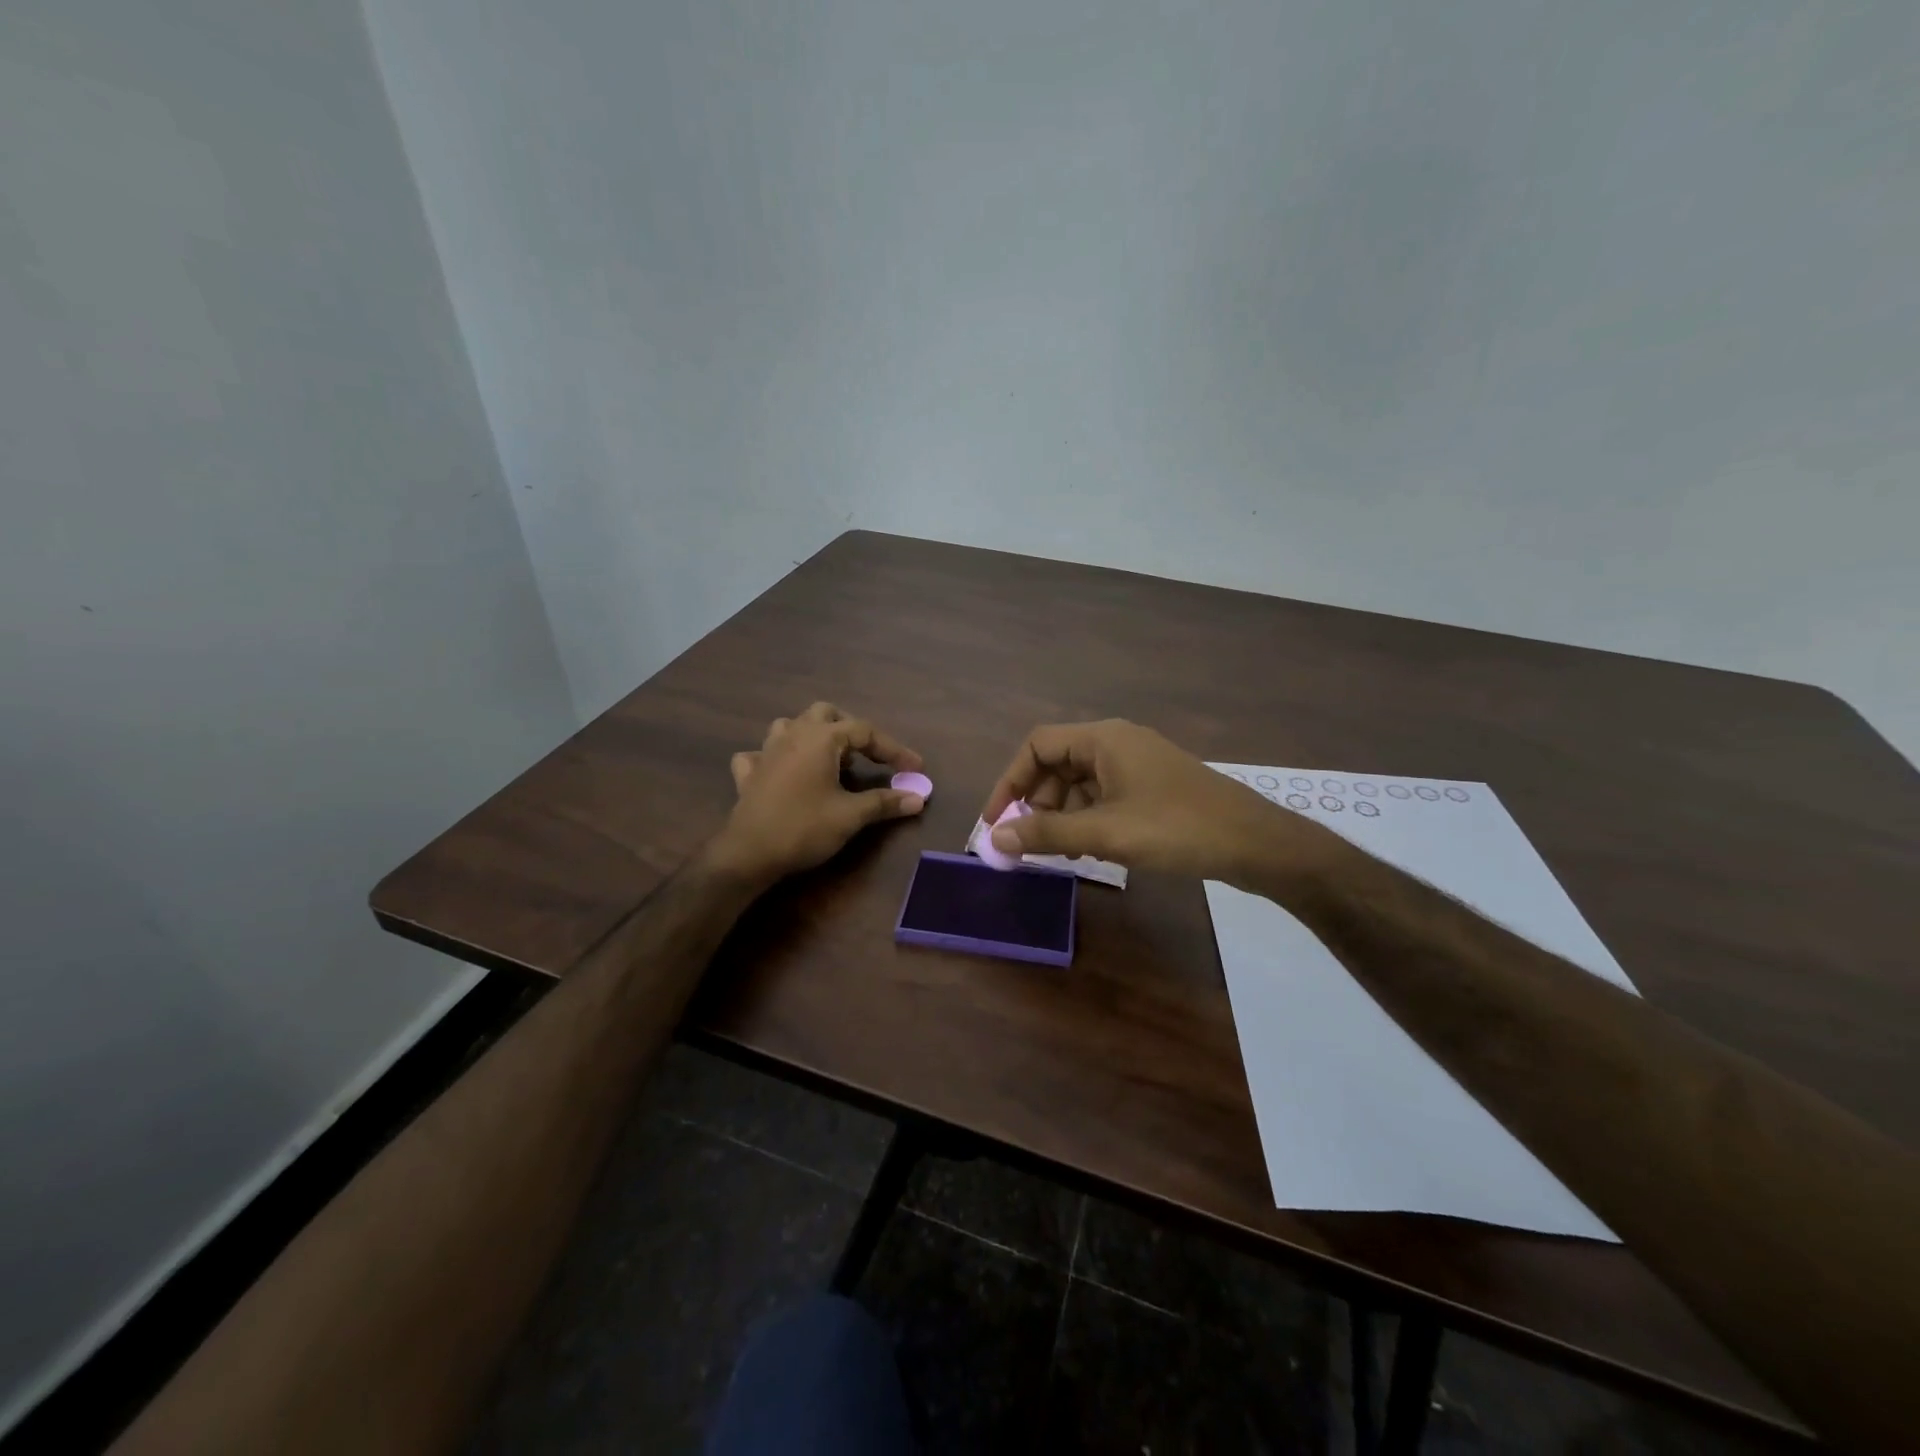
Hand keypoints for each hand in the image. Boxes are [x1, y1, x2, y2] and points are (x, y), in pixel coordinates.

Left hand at [706, 703, 926, 886]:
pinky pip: (762, 754)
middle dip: (851, 730)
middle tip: (868, 754)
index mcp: (821, 738)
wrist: (748, 854)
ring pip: (791, 725)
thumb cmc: (804, 828)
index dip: (893, 749)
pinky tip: (783, 772)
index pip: (865, 731)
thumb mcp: (851, 816)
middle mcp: (793, 734)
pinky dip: (776, 757)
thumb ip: (885, 802)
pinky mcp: (750, 773)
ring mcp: (766, 751)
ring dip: (812, 735)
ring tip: (829, 758)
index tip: (915, 768)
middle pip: (826, 714)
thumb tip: (919, 797)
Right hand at [981, 719, 1332, 886]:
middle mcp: (1117, 742)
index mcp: (1103, 738)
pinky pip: (1104, 795)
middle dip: (1036, 802)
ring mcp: (1137, 764)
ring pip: (1080, 783)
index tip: (998, 820)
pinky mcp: (1152, 787)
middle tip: (1029, 842)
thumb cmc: (1176, 829)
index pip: (1037, 745)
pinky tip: (1089, 849)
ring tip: (1058, 852)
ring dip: (1061, 814)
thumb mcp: (1105, 833)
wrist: (1255, 843)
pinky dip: (1087, 818)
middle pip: (1057, 763)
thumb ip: (1046, 834)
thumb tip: (995, 837)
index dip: (1010, 781)